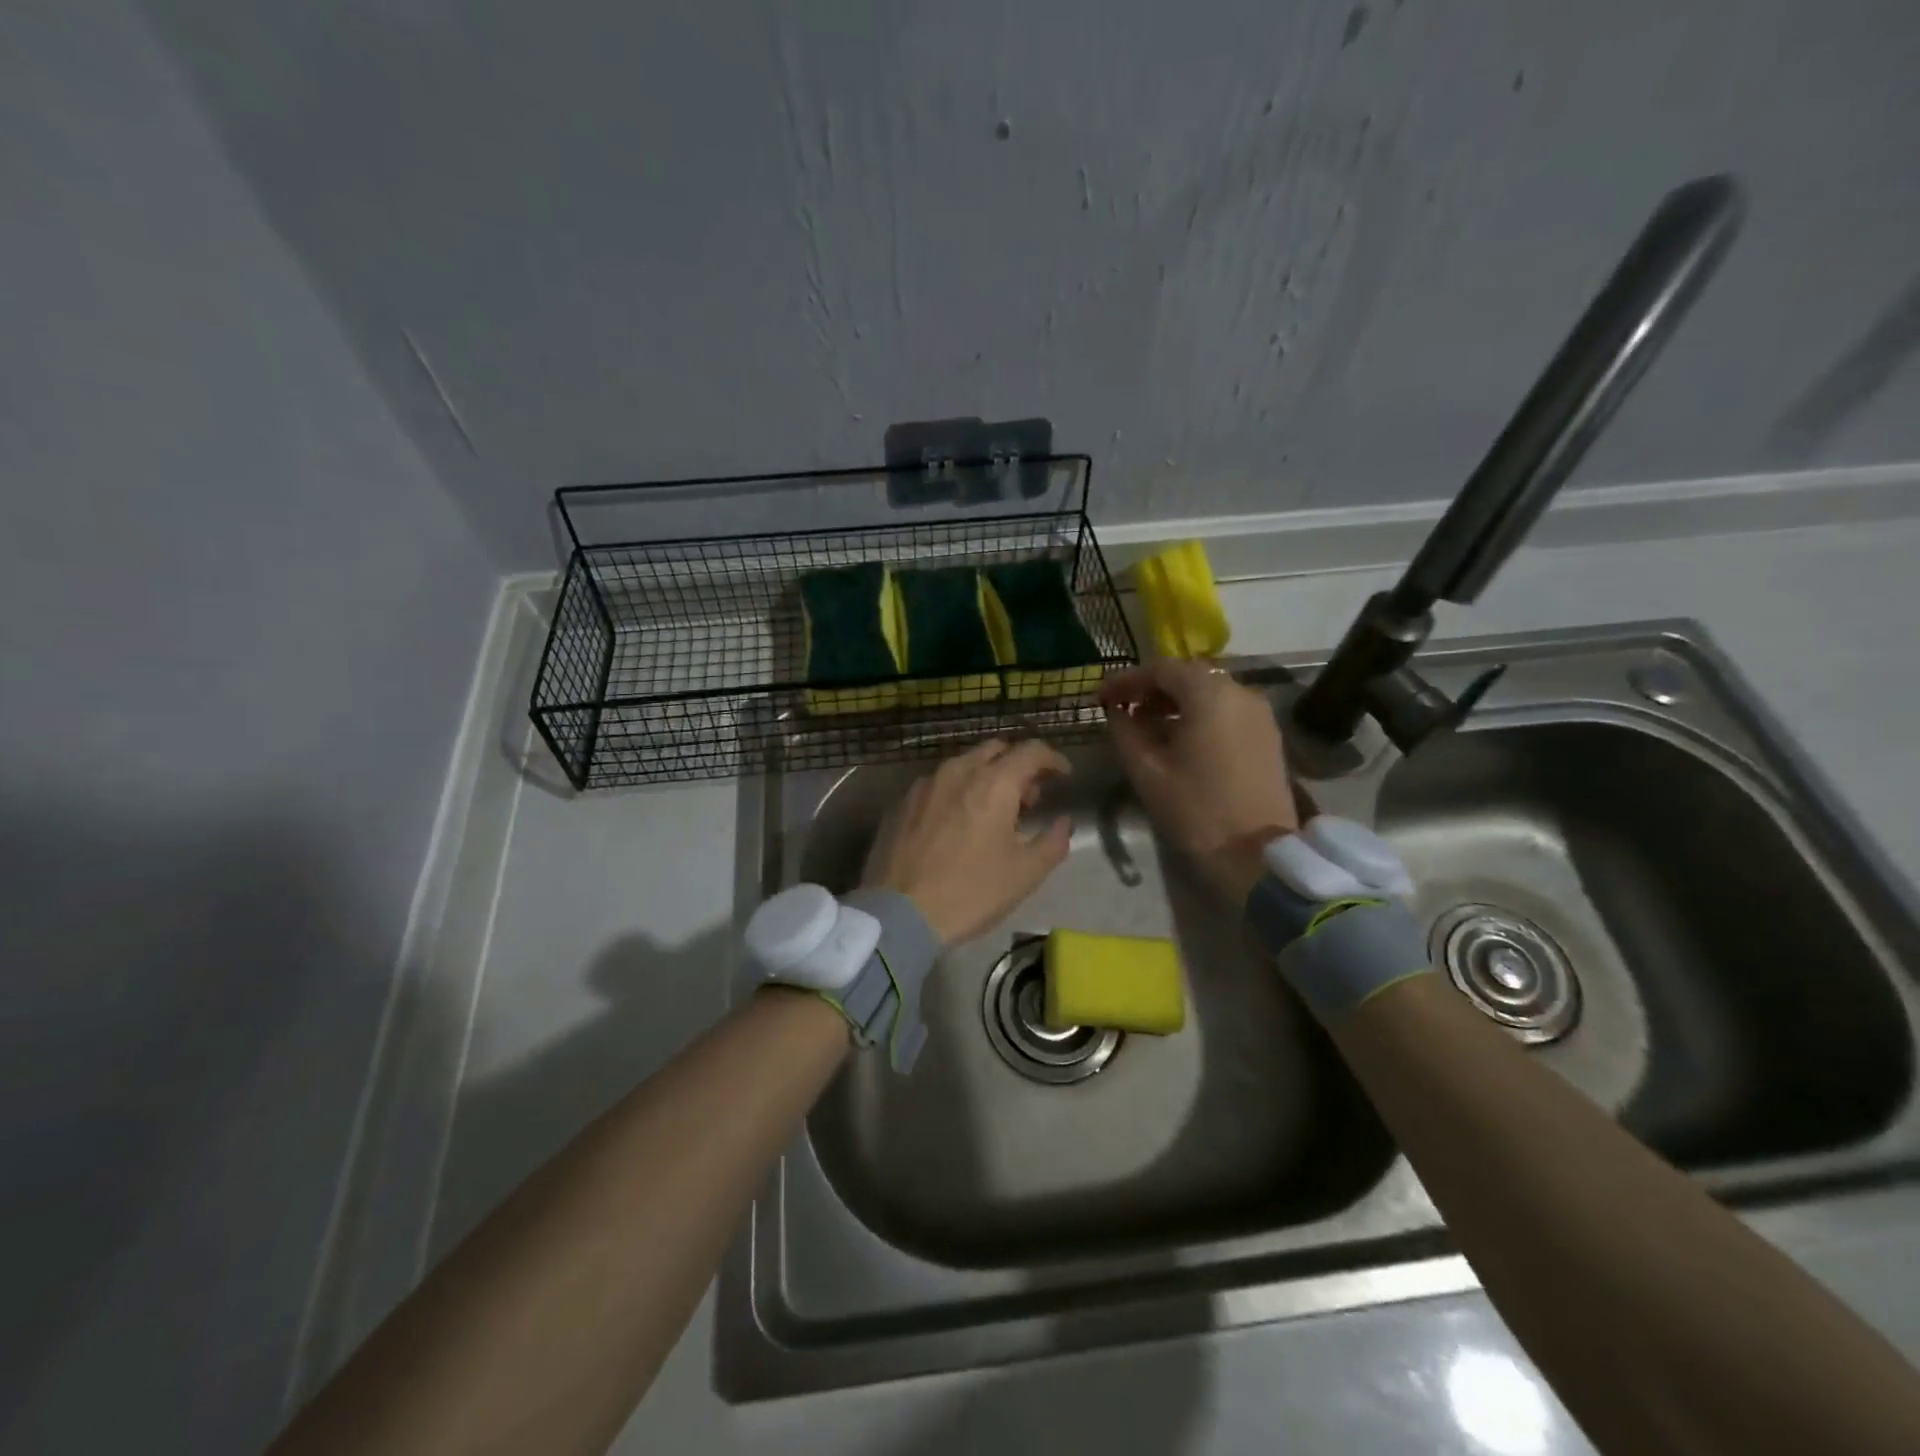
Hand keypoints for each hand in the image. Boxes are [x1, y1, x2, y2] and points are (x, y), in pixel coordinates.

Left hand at [862, 739, 1072, 943]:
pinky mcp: (901, 802)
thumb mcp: (1025, 874)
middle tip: (1029, 798)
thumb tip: (1063, 822)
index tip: (1064, 776)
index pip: (1031, 751)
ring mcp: (924, 784)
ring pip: (964, 764)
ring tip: (992, 813)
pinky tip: (957, 823)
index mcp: (993, 783)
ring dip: (986, 777)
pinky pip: (938, 783)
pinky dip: (957, 791)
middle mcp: (958, 771)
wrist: (899, 914)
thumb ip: (1052, 841)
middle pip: (996, 750)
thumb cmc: (970, 892)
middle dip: (1018, 765)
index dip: (1053, 759)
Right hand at [1101, 659, 1298, 901]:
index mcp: (1209, 695)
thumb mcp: (1147, 771)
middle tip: (1122, 707)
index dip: (1126, 680)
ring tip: (1146, 723)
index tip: (1101, 697)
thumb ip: (1125, 732)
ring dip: (1175, 701)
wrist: (1258, 854)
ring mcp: (1259, 713)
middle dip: (1151, 687)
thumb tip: (1117, 712)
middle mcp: (1240, 692)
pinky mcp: (1267, 735)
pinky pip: (1226, 709)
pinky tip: (1178, 736)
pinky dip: (1198, 713)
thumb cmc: (1196, 810)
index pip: (1161, 669)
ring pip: (1209, 691)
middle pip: (1188, 675)